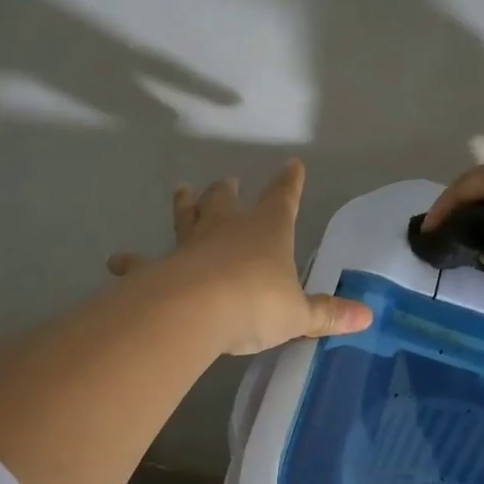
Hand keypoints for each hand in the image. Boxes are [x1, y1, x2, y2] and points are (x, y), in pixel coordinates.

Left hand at [107, 160, 372, 355]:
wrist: (197, 310)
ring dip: (184, 205)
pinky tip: (116, 262)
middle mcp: (227, 229)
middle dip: (227, 191)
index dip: (289, 183)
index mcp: (267, 231)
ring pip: (187, 218)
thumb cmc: (256, 304)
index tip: (292, 165)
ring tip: (180, 190)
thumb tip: (367, 317)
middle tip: (224, 180)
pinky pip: (144, 263)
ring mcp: (190, 245)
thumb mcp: (299, 314)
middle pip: (225, 201)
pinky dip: (132, 262)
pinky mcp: (160, 268)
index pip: (283, 199)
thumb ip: (328, 315)